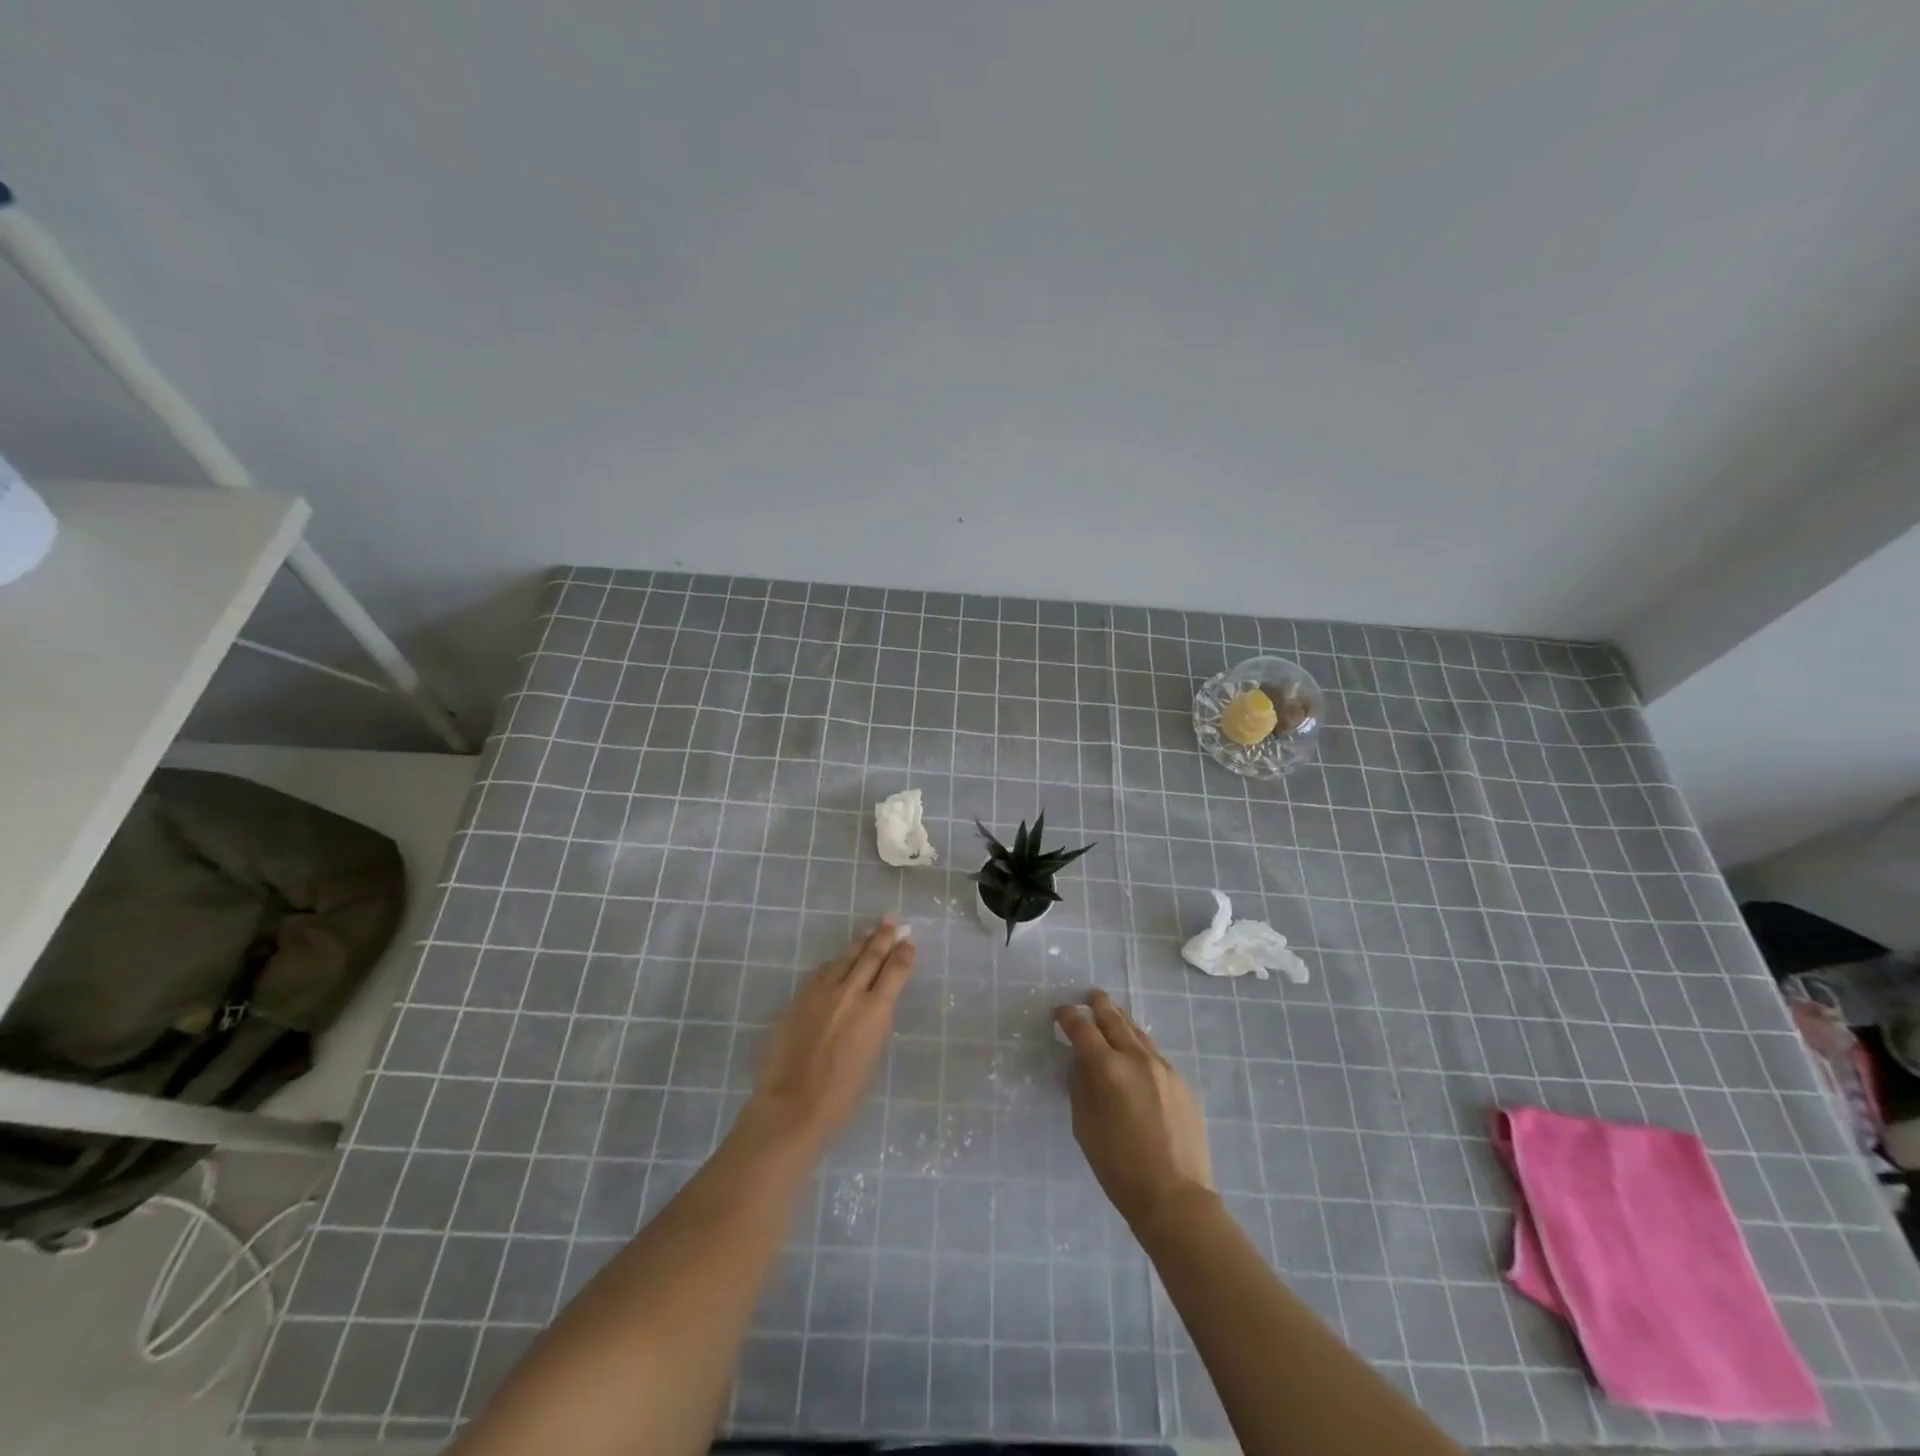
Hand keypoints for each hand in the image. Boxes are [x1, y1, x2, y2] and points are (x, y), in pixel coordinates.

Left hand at [748, 918, 915, 1150]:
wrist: (792, 1105)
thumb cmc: (842, 1095)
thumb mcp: (872, 1055)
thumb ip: (874, 1022)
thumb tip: (872, 1004)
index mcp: (877, 1010)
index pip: (896, 970)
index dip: (904, 953)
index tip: (909, 941)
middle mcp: (852, 992)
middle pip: (871, 955)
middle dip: (884, 935)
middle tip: (892, 919)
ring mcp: (823, 991)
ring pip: (845, 958)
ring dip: (860, 942)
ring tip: (868, 930)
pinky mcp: (800, 996)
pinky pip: (822, 972)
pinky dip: (834, 964)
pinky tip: (837, 961)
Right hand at [1054, 989, 1213, 1227]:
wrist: (1175, 1196)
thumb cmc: (1118, 1167)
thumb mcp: (1084, 1125)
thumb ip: (1080, 1085)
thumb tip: (1080, 1062)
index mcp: (1107, 1068)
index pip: (1082, 1028)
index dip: (1068, 1016)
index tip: (1060, 1013)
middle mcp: (1136, 1058)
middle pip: (1114, 1019)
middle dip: (1098, 1005)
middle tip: (1090, 996)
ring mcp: (1163, 1068)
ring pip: (1138, 1032)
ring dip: (1121, 1021)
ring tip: (1112, 1015)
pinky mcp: (1181, 1082)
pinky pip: (1154, 1054)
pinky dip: (1139, 1046)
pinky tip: (1136, 1055)